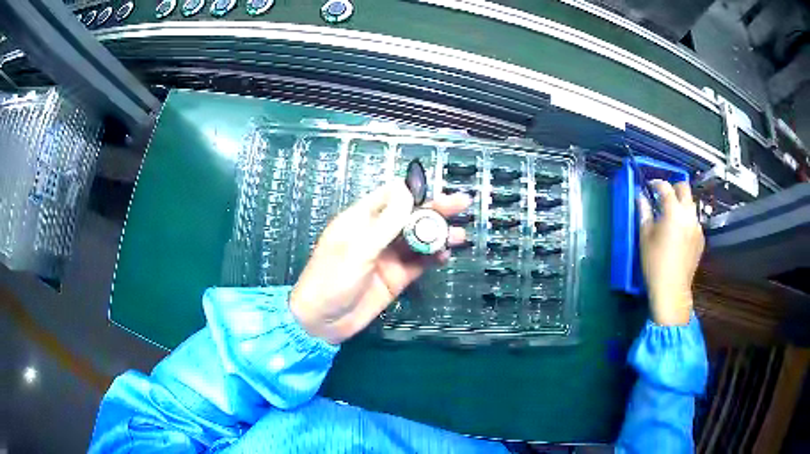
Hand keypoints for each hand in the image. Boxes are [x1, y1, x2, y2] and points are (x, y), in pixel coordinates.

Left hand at [289, 181, 470, 343]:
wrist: (323, 321)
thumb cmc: (331, 279)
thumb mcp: (357, 248)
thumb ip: (385, 221)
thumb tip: (406, 189)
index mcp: (361, 219)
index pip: (391, 196)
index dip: (413, 191)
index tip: (435, 191)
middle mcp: (378, 234)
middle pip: (410, 215)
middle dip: (435, 209)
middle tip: (461, 204)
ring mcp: (389, 256)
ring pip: (418, 239)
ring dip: (438, 235)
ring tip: (460, 235)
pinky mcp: (397, 277)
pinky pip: (419, 262)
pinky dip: (433, 257)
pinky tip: (446, 255)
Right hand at [637, 180, 704, 325]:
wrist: (672, 289)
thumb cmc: (654, 263)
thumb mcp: (645, 237)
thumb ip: (644, 212)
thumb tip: (641, 196)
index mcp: (673, 212)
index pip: (666, 187)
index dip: (656, 183)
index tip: (649, 185)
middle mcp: (689, 215)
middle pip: (684, 188)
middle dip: (673, 187)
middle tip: (662, 196)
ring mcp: (697, 226)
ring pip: (691, 204)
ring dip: (681, 203)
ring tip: (671, 215)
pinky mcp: (701, 238)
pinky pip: (694, 221)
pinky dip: (686, 219)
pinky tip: (678, 233)